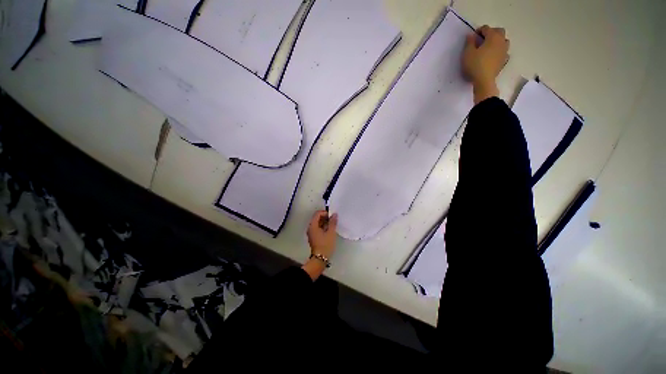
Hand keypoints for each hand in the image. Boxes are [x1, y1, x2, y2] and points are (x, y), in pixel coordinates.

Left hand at [303, 211, 337, 280]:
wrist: (320, 259)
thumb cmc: (325, 245)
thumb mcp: (331, 233)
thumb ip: (332, 222)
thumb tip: (334, 214)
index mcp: (312, 225)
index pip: (317, 214)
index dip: (325, 213)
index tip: (332, 216)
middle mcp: (310, 228)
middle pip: (317, 218)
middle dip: (325, 217)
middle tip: (333, 220)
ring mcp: (311, 233)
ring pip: (318, 223)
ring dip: (325, 222)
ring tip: (333, 225)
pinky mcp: (314, 237)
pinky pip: (318, 228)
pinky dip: (323, 227)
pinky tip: (329, 230)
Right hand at [462, 25, 509, 103]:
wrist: (484, 81)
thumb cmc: (475, 65)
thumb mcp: (467, 53)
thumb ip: (469, 42)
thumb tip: (471, 35)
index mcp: (492, 37)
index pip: (486, 28)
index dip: (479, 31)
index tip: (473, 37)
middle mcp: (501, 41)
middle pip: (499, 31)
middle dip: (491, 32)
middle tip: (482, 39)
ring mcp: (504, 51)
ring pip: (504, 40)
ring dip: (497, 41)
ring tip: (489, 47)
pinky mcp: (504, 60)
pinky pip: (504, 52)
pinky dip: (500, 51)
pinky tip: (495, 55)